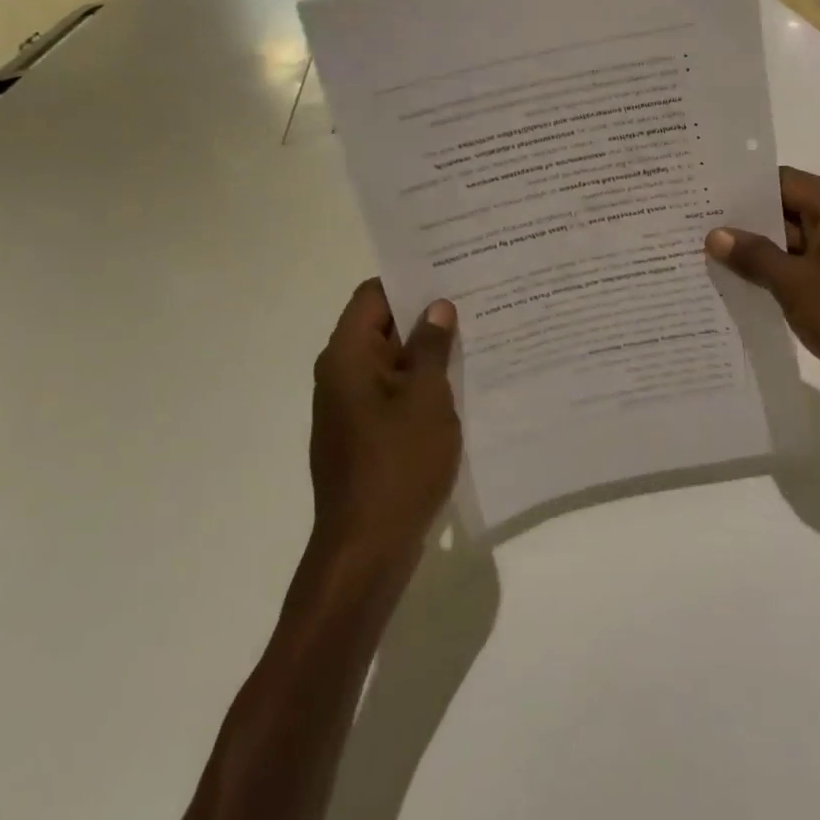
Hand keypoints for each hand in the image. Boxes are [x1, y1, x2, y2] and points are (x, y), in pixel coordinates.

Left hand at [309, 280, 460, 558]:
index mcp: (347, 356)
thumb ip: (431, 347)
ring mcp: (351, 407)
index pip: (373, 295)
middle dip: (425, 313)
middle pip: (382, 325)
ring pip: (391, 361)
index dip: (410, 279)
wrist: (367, 549)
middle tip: (475, 299)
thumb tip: (437, 306)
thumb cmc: (398, 464)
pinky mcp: (364, 434)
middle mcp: (341, 374)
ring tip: (477, 335)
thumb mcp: (426, 397)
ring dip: (427, 350)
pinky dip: (421, 382)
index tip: (451, 270)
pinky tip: (461, 382)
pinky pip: (393, 392)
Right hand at [706, 167, 819, 430]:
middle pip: (789, 213)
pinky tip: (741, 291)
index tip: (703, 195)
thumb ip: (754, 256)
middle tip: (694, 228)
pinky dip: (779, 281)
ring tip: (707, 260)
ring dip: (759, 256)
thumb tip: (716, 234)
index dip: (744, 188)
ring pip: (796, 248)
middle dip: (745, 224)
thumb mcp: (795, 284)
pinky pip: (807, 277)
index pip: (784, 182)